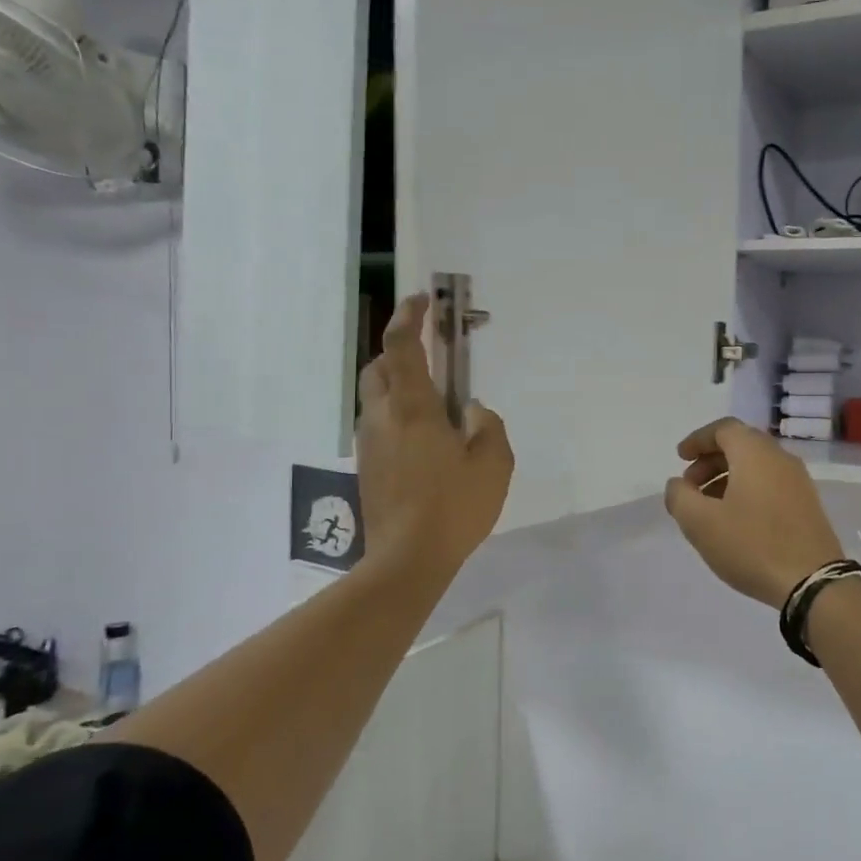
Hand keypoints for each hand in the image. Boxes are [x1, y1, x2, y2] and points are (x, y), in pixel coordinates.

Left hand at [357, 294, 513, 577]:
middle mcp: (382, 417)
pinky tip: (424, 441)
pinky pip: (378, 424)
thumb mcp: (493, 464)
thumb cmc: (454, 507)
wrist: (406, 560)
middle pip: (379, 367)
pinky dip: (396, 415)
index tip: (422, 300)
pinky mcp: (366, 467)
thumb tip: (470, 411)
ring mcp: (369, 444)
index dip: (409, 316)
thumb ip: (487, 426)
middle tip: (431, 356)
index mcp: (412, 408)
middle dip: (399, 350)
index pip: (401, 346)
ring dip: (397, 384)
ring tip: (433, 403)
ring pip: (375, 396)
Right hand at [663, 418, 844, 608]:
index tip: (680, 457)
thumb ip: (680, 497)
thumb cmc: (752, 545)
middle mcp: (780, 458)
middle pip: (741, 445)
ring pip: (756, 466)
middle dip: (710, 460)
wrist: (812, 582)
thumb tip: (679, 485)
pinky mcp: (807, 504)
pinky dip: (747, 490)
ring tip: (708, 507)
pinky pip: (770, 484)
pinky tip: (735, 520)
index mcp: (755, 453)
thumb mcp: (700, 523)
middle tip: (690, 486)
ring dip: (728, 477)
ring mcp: (798, 481)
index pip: (723, 429)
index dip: (698, 439)